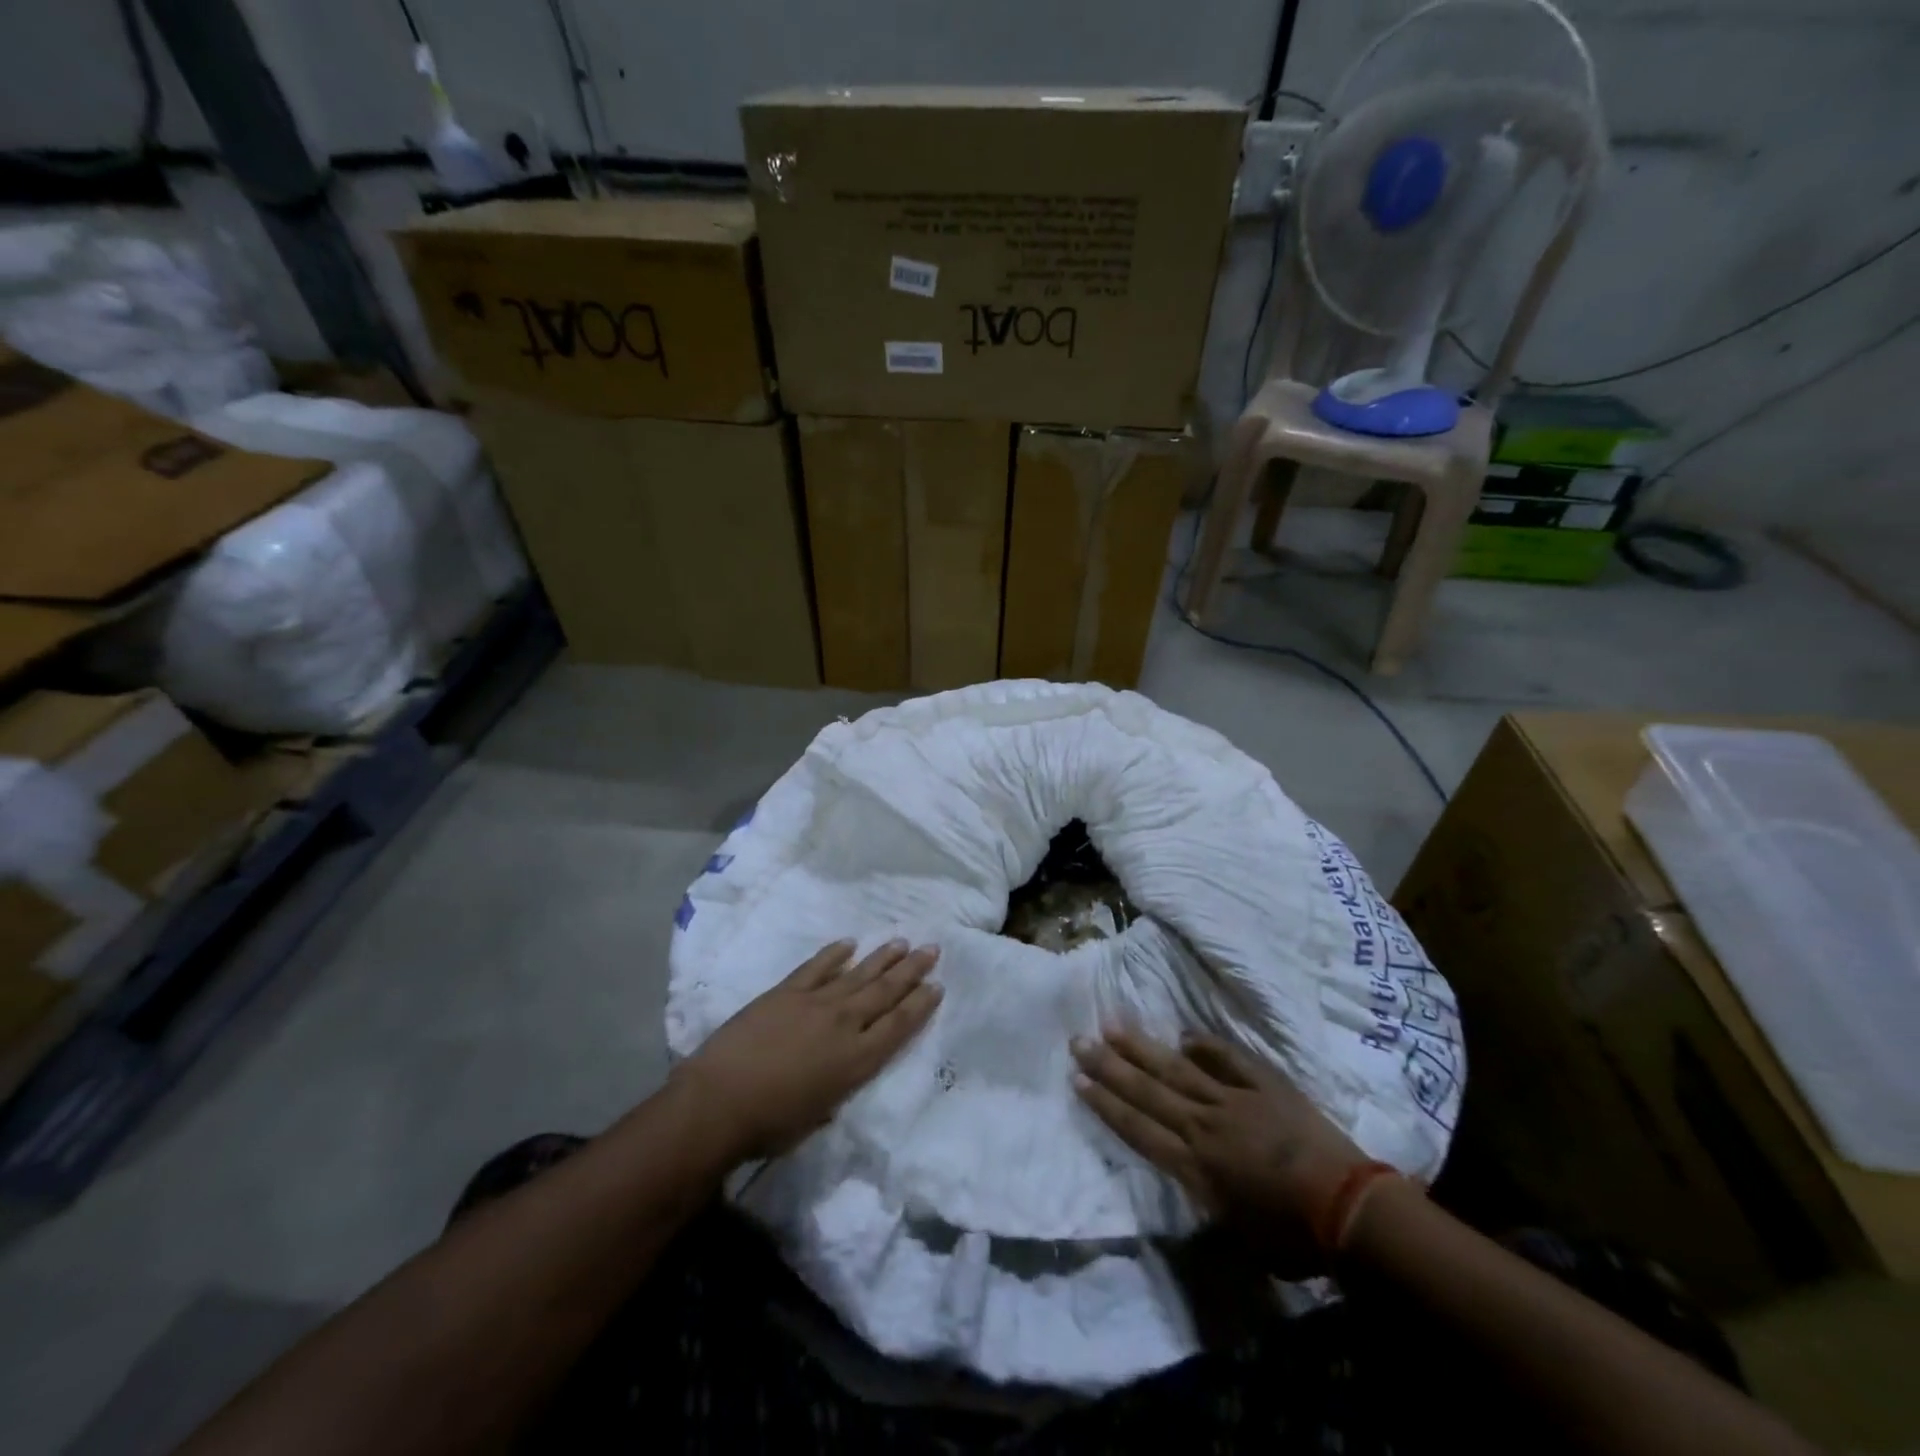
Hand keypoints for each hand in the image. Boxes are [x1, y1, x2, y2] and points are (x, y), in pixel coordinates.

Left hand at [673, 939, 941, 1162]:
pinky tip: (849, 943)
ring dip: (882, 958)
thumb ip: (837, 1088)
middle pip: (885, 992)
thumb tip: (840, 1074)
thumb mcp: (819, 1115)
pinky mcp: (786, 991)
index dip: (920, 1004)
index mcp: (857, 1061)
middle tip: (931, 949)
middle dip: (911, 971)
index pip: (899, 1025)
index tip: (937, 985)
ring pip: (858, 974)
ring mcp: (815, 1003)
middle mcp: (844, 1024)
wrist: (720, 1101)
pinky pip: (817, 966)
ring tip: (901, 942)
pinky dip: (834, 953)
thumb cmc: (770, 1125)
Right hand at [1070, 1027, 1369, 1270]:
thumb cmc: (1292, 1238)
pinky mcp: (1264, 1086)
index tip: (1078, 1081)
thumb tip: (1192, 1183)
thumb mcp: (1238, 1237)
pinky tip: (1184, 1035)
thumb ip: (1208, 1202)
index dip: (1106, 1104)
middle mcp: (1203, 1126)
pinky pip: (1228, 1059)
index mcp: (1194, 1166)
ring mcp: (1233, 1100)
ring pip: (1177, 1068)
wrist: (1348, 1209)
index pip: (1138, 1128)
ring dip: (1142, 1048)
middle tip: (1079, 1041)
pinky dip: (1206, 1046)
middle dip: (1110, 1067)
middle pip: (1148, 1091)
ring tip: (1113, 1026)